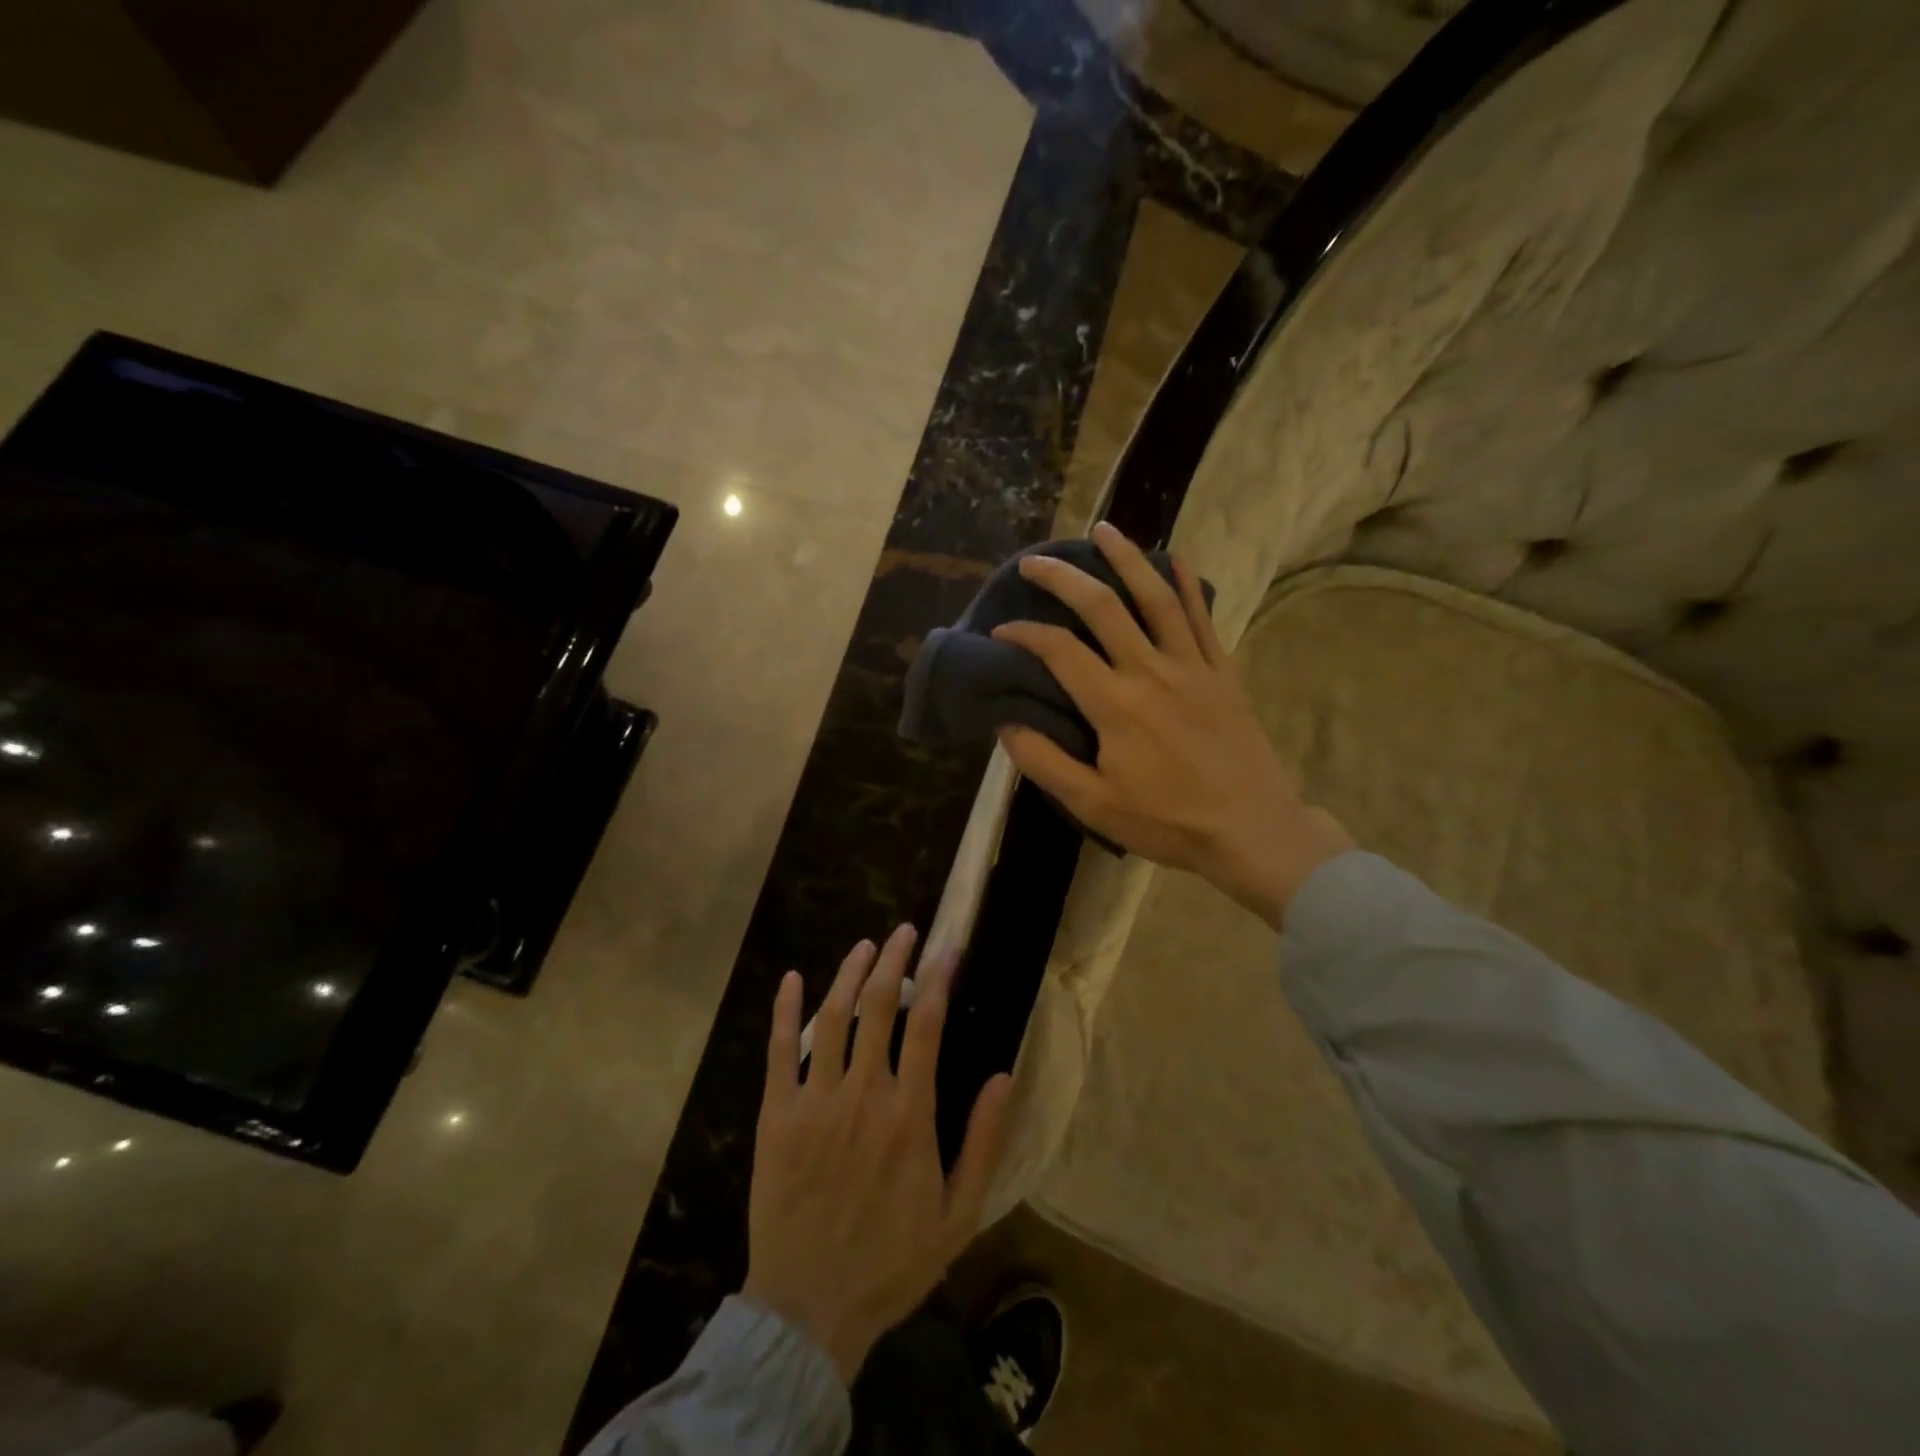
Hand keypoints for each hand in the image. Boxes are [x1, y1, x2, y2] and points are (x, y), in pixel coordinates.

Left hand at [744, 925, 1013, 1383]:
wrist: (810, 1310)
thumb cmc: (891, 1262)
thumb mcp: (958, 1213)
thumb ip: (984, 1142)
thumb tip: (1005, 1076)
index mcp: (909, 1113)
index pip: (928, 1024)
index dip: (939, 979)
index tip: (948, 950)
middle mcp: (863, 1092)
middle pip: (878, 1005)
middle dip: (894, 960)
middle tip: (904, 932)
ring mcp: (815, 1100)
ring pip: (832, 1016)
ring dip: (849, 973)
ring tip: (864, 946)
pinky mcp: (776, 1115)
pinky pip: (778, 1050)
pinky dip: (784, 1010)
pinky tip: (790, 978)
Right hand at [991, 521, 1353, 929]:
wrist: (1251, 830)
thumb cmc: (1167, 821)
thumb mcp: (1093, 804)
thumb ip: (1044, 761)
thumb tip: (1006, 722)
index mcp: (1115, 705)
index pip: (1059, 651)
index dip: (1024, 634)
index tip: (1002, 631)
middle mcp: (1151, 672)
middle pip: (1104, 607)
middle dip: (1064, 578)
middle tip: (1036, 560)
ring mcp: (1192, 667)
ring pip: (1157, 598)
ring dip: (1128, 559)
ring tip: (1104, 531)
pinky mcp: (1222, 672)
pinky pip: (1203, 618)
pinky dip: (1189, 585)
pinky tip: (1176, 558)